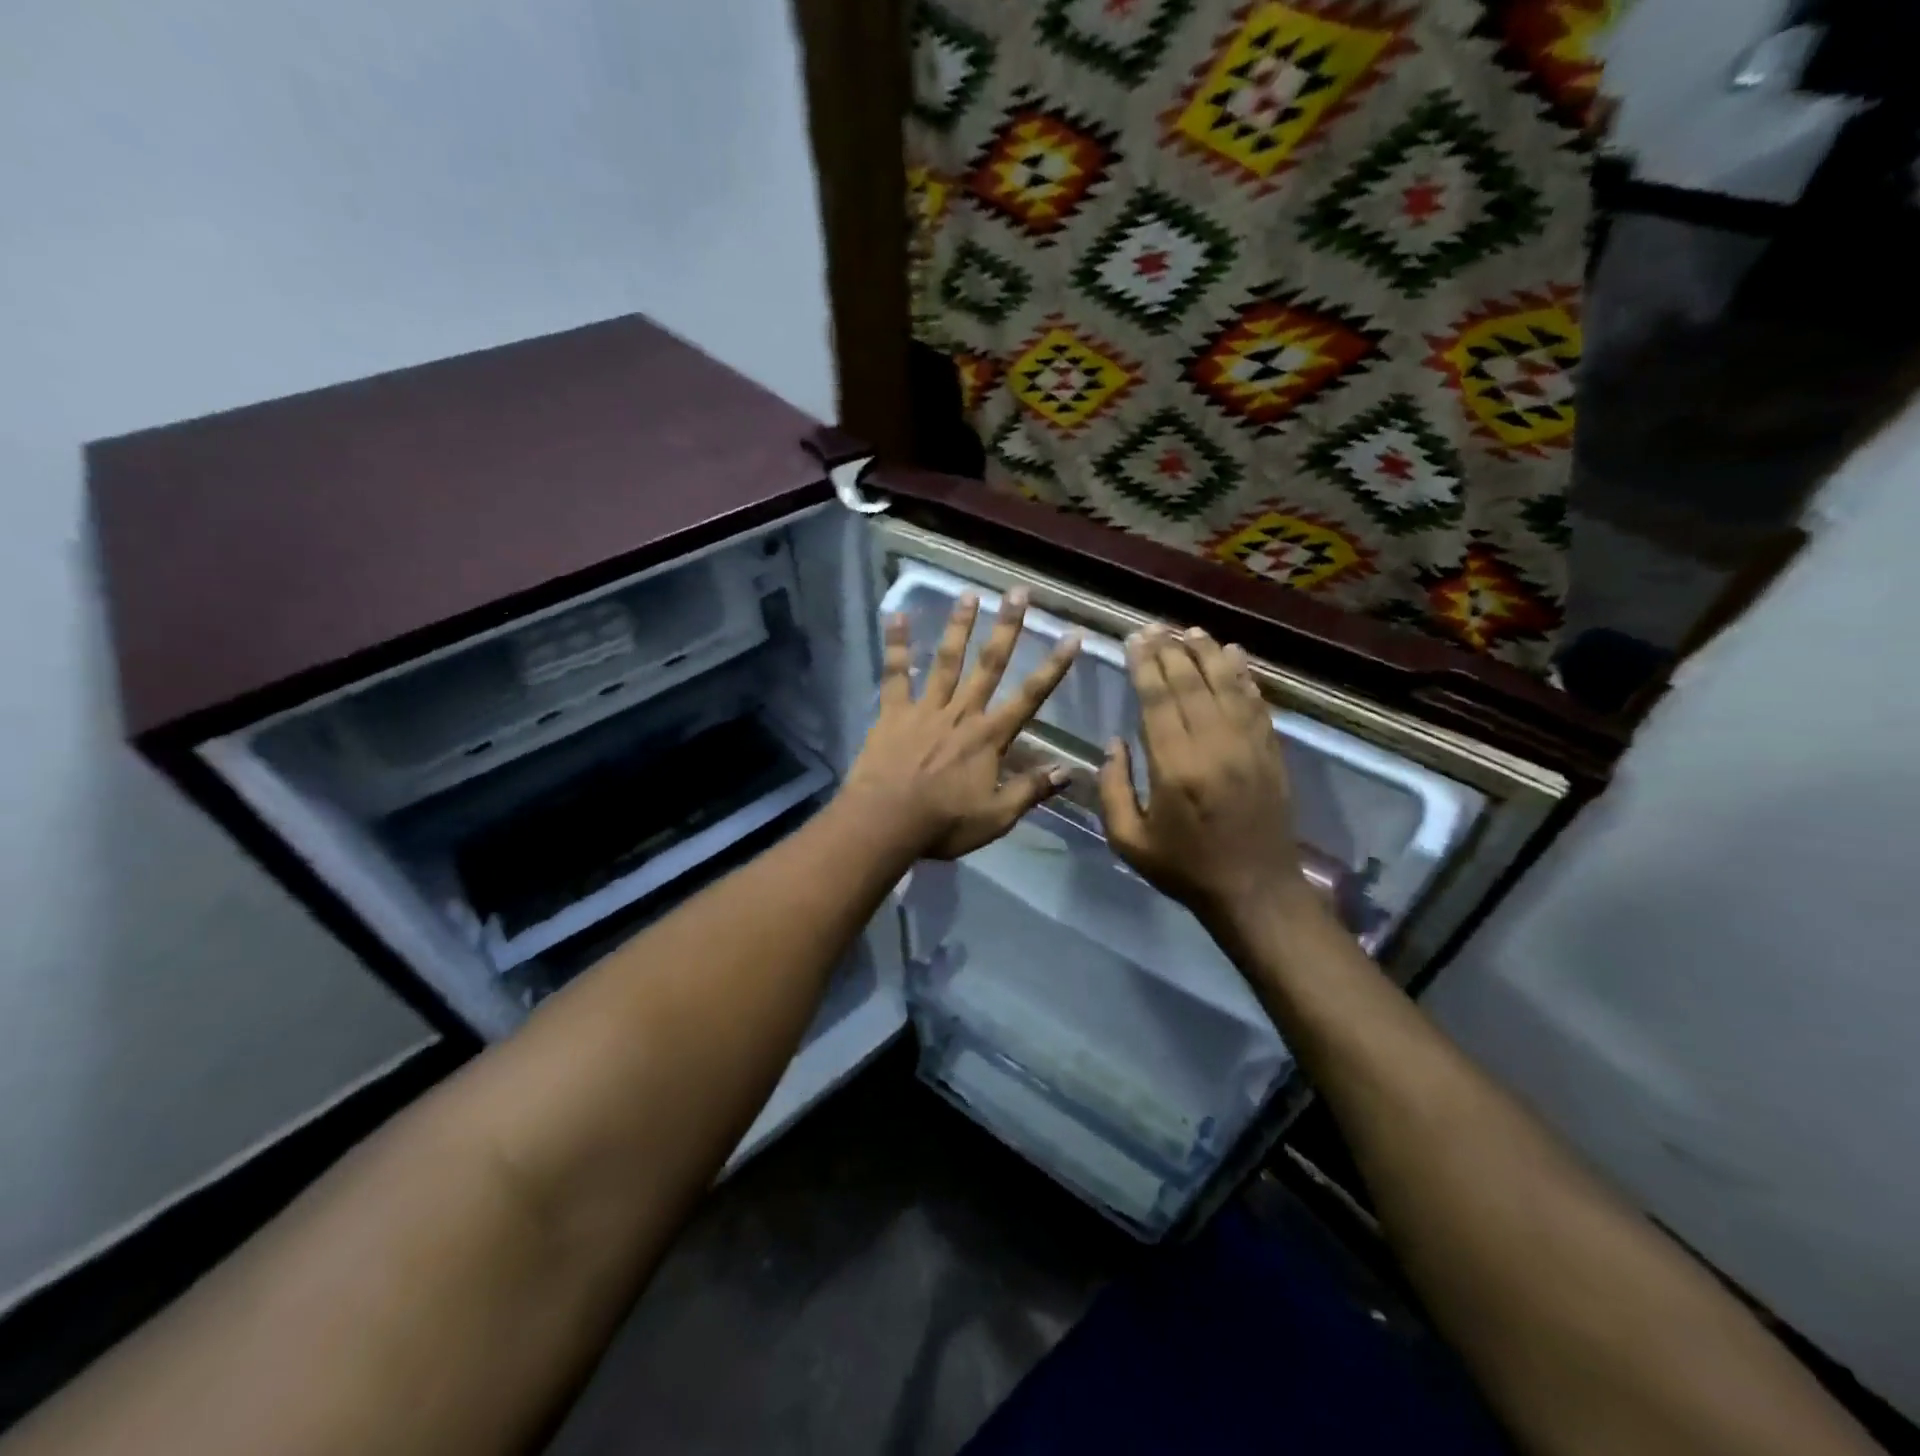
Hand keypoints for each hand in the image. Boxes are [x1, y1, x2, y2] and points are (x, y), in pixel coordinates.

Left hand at [842, 591, 1079, 859]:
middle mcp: (962, 713)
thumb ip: (1030, 791)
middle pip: (989, 665)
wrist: (885, 823)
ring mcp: (926, 709)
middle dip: (1007, 628)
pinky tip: (895, 615)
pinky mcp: (894, 713)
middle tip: (1018, 593)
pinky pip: (895, 674)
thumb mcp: (995, 818)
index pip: (1030, 696)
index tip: (1071, 636)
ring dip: (959, 626)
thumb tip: (1069, 771)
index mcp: (989, 738)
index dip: (1054, 667)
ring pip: (946, 660)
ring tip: (969, 595)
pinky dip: (896, 645)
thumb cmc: (943, 824)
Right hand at [1098, 625, 1312, 935]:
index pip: (1158, 700)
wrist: (1255, 891)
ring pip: (1227, 685)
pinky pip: (1255, 702)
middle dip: (1170, 651)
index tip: (1134, 639)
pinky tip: (1234, 654)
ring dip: (1207, 653)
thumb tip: (1114, 743)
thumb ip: (1113, 789)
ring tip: (1189, 631)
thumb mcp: (1129, 840)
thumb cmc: (1185, 868)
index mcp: (1175, 768)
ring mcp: (1248, 746)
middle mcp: (1214, 746)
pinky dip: (1244, 675)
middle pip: (1191, 684)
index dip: (1145, 665)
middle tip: (1154, 627)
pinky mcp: (1271, 751)